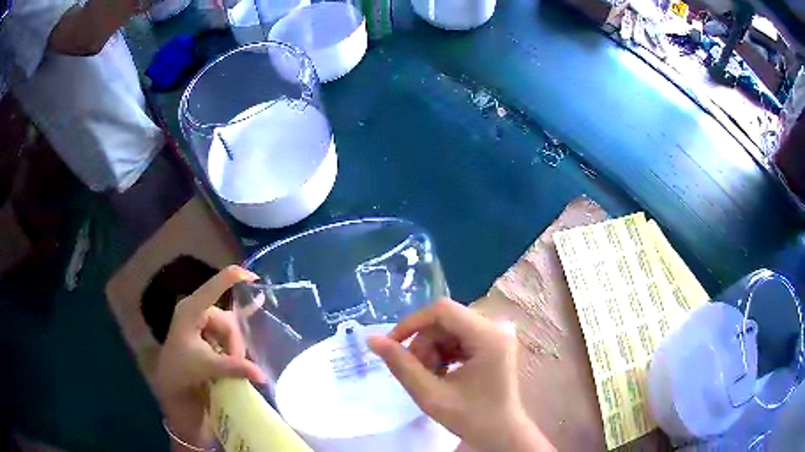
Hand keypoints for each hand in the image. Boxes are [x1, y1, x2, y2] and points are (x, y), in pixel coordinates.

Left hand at [155, 266, 266, 449]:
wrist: (170, 383)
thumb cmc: (182, 369)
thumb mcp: (207, 366)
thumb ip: (234, 367)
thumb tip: (262, 375)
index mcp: (192, 310)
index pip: (213, 287)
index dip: (232, 278)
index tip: (253, 277)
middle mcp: (196, 309)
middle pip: (227, 319)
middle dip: (234, 343)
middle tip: (234, 363)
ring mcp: (201, 319)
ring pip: (229, 328)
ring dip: (233, 347)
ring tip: (231, 364)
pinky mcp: (205, 329)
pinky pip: (227, 324)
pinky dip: (240, 320)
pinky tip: (257, 303)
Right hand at [368, 299, 552, 451]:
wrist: (501, 434)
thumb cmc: (471, 418)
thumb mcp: (431, 395)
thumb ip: (401, 365)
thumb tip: (372, 339)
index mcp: (488, 336)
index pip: (442, 310)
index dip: (412, 322)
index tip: (391, 344)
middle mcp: (496, 327)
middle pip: (446, 320)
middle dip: (423, 343)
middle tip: (413, 371)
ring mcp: (496, 334)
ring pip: (450, 328)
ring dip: (432, 349)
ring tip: (428, 376)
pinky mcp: (493, 343)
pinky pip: (460, 336)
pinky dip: (444, 352)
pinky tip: (441, 373)